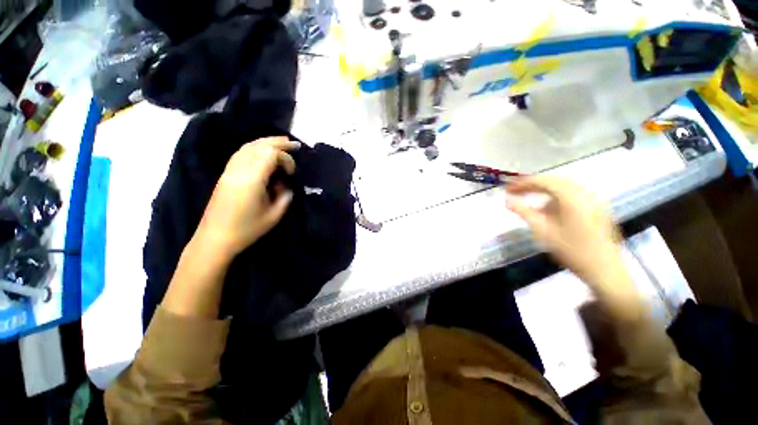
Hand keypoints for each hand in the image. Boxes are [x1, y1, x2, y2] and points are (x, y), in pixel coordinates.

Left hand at [195, 137, 300, 257]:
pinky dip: (255, 148)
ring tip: (282, 142)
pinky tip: (263, 151)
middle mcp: (239, 170)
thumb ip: (285, 196)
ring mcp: (229, 171)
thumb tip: (286, 184)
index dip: (286, 159)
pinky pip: (241, 153)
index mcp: (251, 180)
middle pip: (259, 146)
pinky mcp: (225, 174)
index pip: (270, 155)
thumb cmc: (247, 229)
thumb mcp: (274, 215)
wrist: (215, 238)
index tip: (291, 174)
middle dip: (278, 143)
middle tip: (295, 144)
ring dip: (266, 142)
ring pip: (248, 147)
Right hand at [505, 176, 622, 284]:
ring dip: (544, 191)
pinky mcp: (596, 208)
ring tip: (529, 199)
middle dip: (533, 185)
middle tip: (515, 192)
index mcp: (572, 197)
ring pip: (564, 188)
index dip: (523, 183)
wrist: (604, 270)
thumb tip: (507, 200)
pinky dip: (556, 198)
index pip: (544, 181)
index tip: (507, 189)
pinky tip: (548, 209)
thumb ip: (523, 212)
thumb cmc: (571, 250)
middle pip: (554, 181)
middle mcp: (584, 193)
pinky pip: (572, 195)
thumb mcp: (543, 231)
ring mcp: (593, 200)